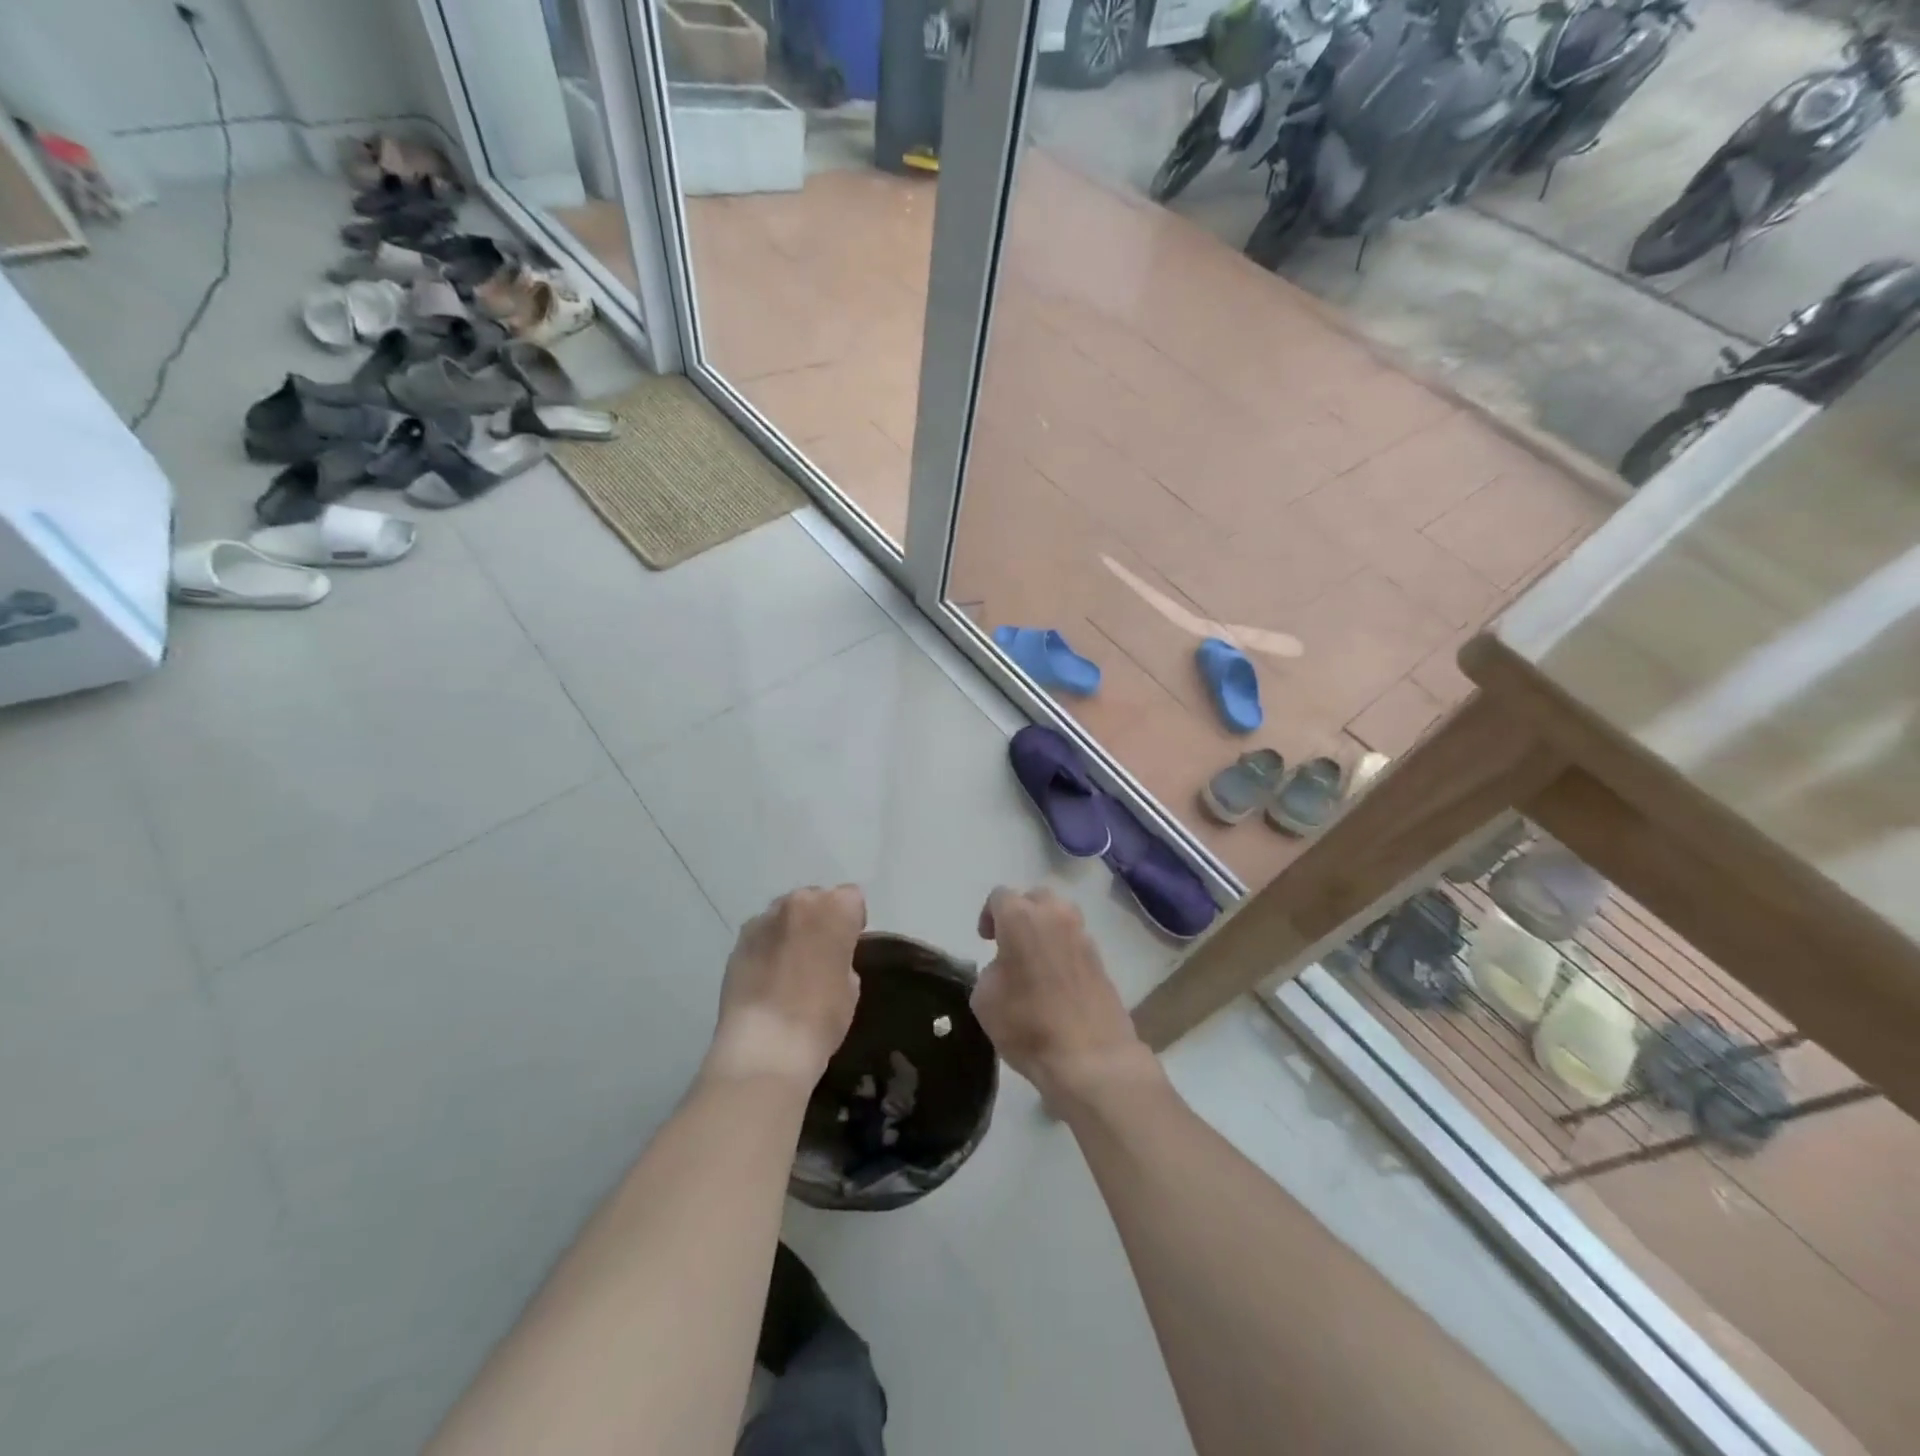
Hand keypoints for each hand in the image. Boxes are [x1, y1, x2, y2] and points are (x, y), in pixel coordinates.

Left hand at [705, 886, 864, 1086]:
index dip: (852, 922)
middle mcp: (798, 903)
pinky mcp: (738, 941)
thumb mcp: (851, 987)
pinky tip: (767, 976)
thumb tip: (828, 956)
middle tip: (820, 954)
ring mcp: (763, 920)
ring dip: (791, 930)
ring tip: (790, 965)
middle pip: (815, 899)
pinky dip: (767, 946)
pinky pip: (761, 934)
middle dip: (820, 919)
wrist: (765, 1046)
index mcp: (834, 909)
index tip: (848, 947)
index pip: (851, 898)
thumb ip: (843, 956)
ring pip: (785, 914)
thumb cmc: (821, 1016)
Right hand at [971, 887, 1160, 1111]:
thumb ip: (991, 970)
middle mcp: (1055, 916)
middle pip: (1035, 897)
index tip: (986, 941)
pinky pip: (1075, 940)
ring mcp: (1083, 936)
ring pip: (1061, 915)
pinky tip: (1056, 980)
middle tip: (1010, 943)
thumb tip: (1006, 967)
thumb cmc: (1028, 1025)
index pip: (1000, 896)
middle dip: (1020, 913)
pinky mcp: (1101, 959)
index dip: (989, 915)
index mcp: (1021, 918)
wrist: (1091, 1057)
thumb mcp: (984, 999)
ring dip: (1045, 928)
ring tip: (1035, 960)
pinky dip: (1063, 950)